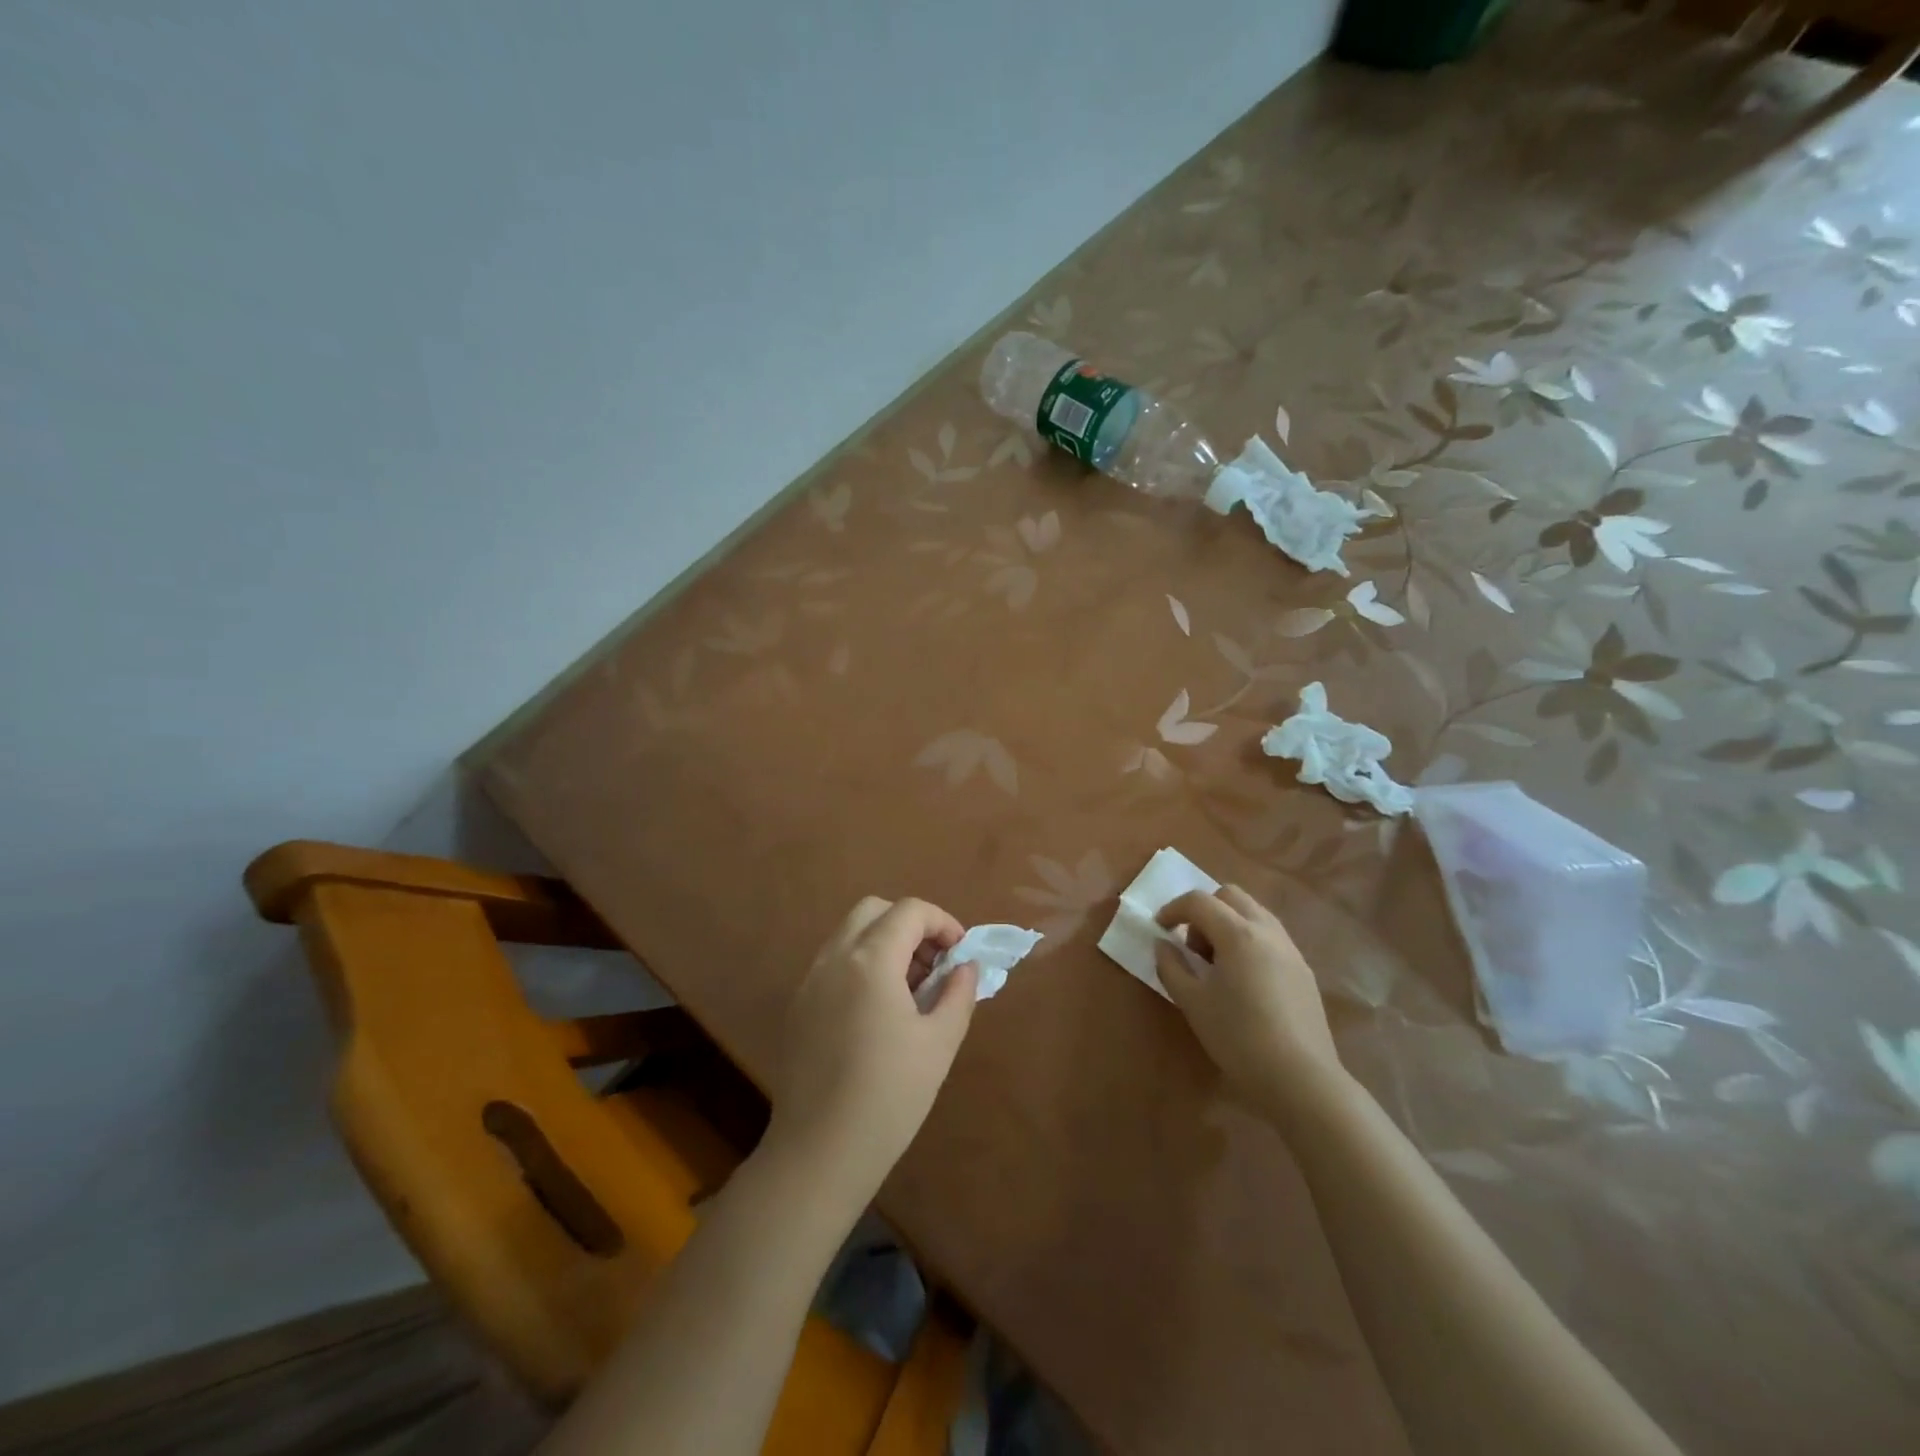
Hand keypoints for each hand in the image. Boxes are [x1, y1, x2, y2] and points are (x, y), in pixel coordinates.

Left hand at [769, 897, 978, 1204]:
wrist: (819, 1153)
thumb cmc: (890, 1096)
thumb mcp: (939, 1043)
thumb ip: (958, 993)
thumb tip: (965, 967)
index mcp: (869, 960)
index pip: (910, 911)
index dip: (943, 923)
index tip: (961, 954)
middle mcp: (834, 958)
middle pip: (874, 910)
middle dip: (911, 925)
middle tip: (934, 965)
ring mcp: (810, 981)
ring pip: (850, 934)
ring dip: (885, 944)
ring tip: (911, 991)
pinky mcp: (798, 1006)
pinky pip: (834, 963)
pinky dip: (861, 965)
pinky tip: (878, 1013)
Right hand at [1155, 886, 1352, 1120]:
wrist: (1301, 1080)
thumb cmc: (1238, 1038)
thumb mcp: (1192, 1003)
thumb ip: (1171, 967)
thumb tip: (1163, 945)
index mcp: (1237, 934)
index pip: (1198, 901)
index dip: (1173, 909)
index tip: (1159, 929)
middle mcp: (1267, 931)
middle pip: (1230, 896)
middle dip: (1204, 910)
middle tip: (1191, 945)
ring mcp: (1290, 949)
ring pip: (1254, 913)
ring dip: (1228, 923)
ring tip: (1216, 963)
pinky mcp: (1303, 970)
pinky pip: (1270, 936)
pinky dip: (1248, 941)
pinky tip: (1242, 980)